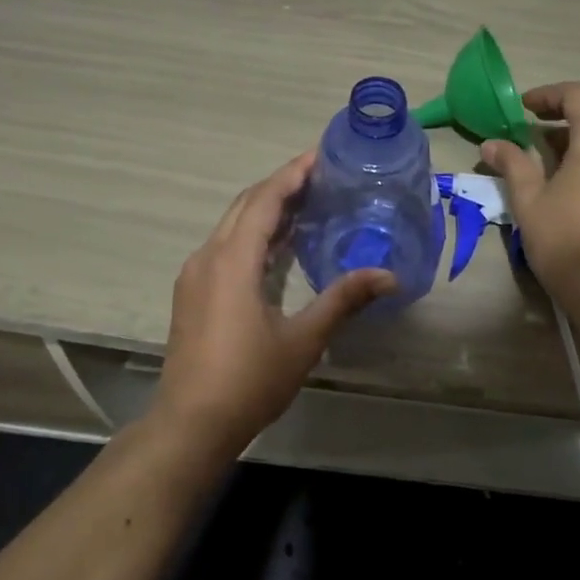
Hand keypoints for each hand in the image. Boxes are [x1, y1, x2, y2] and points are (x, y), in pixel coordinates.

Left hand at [153, 153, 393, 455]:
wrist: (191, 424)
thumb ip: (343, 300)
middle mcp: (208, 258)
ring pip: (232, 226)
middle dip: (281, 186)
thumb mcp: (303, 340)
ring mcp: (195, 276)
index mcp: (233, 261)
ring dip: (266, 210)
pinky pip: (225, 247)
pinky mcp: (193, 294)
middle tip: (320, 176)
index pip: (264, 200)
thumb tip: (389, 275)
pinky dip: (253, 235)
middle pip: (245, 206)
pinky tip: (279, 247)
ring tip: (306, 204)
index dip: (292, 174)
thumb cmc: (249, 380)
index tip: (320, 156)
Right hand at [481, 81, 579, 302]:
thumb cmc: (564, 241)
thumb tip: (490, 144)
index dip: (548, 94)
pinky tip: (575, 167)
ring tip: (551, 144)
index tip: (523, 108)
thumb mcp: (529, 201)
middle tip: (536, 119)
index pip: (577, 95)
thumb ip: (512, 164)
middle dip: (568, 104)